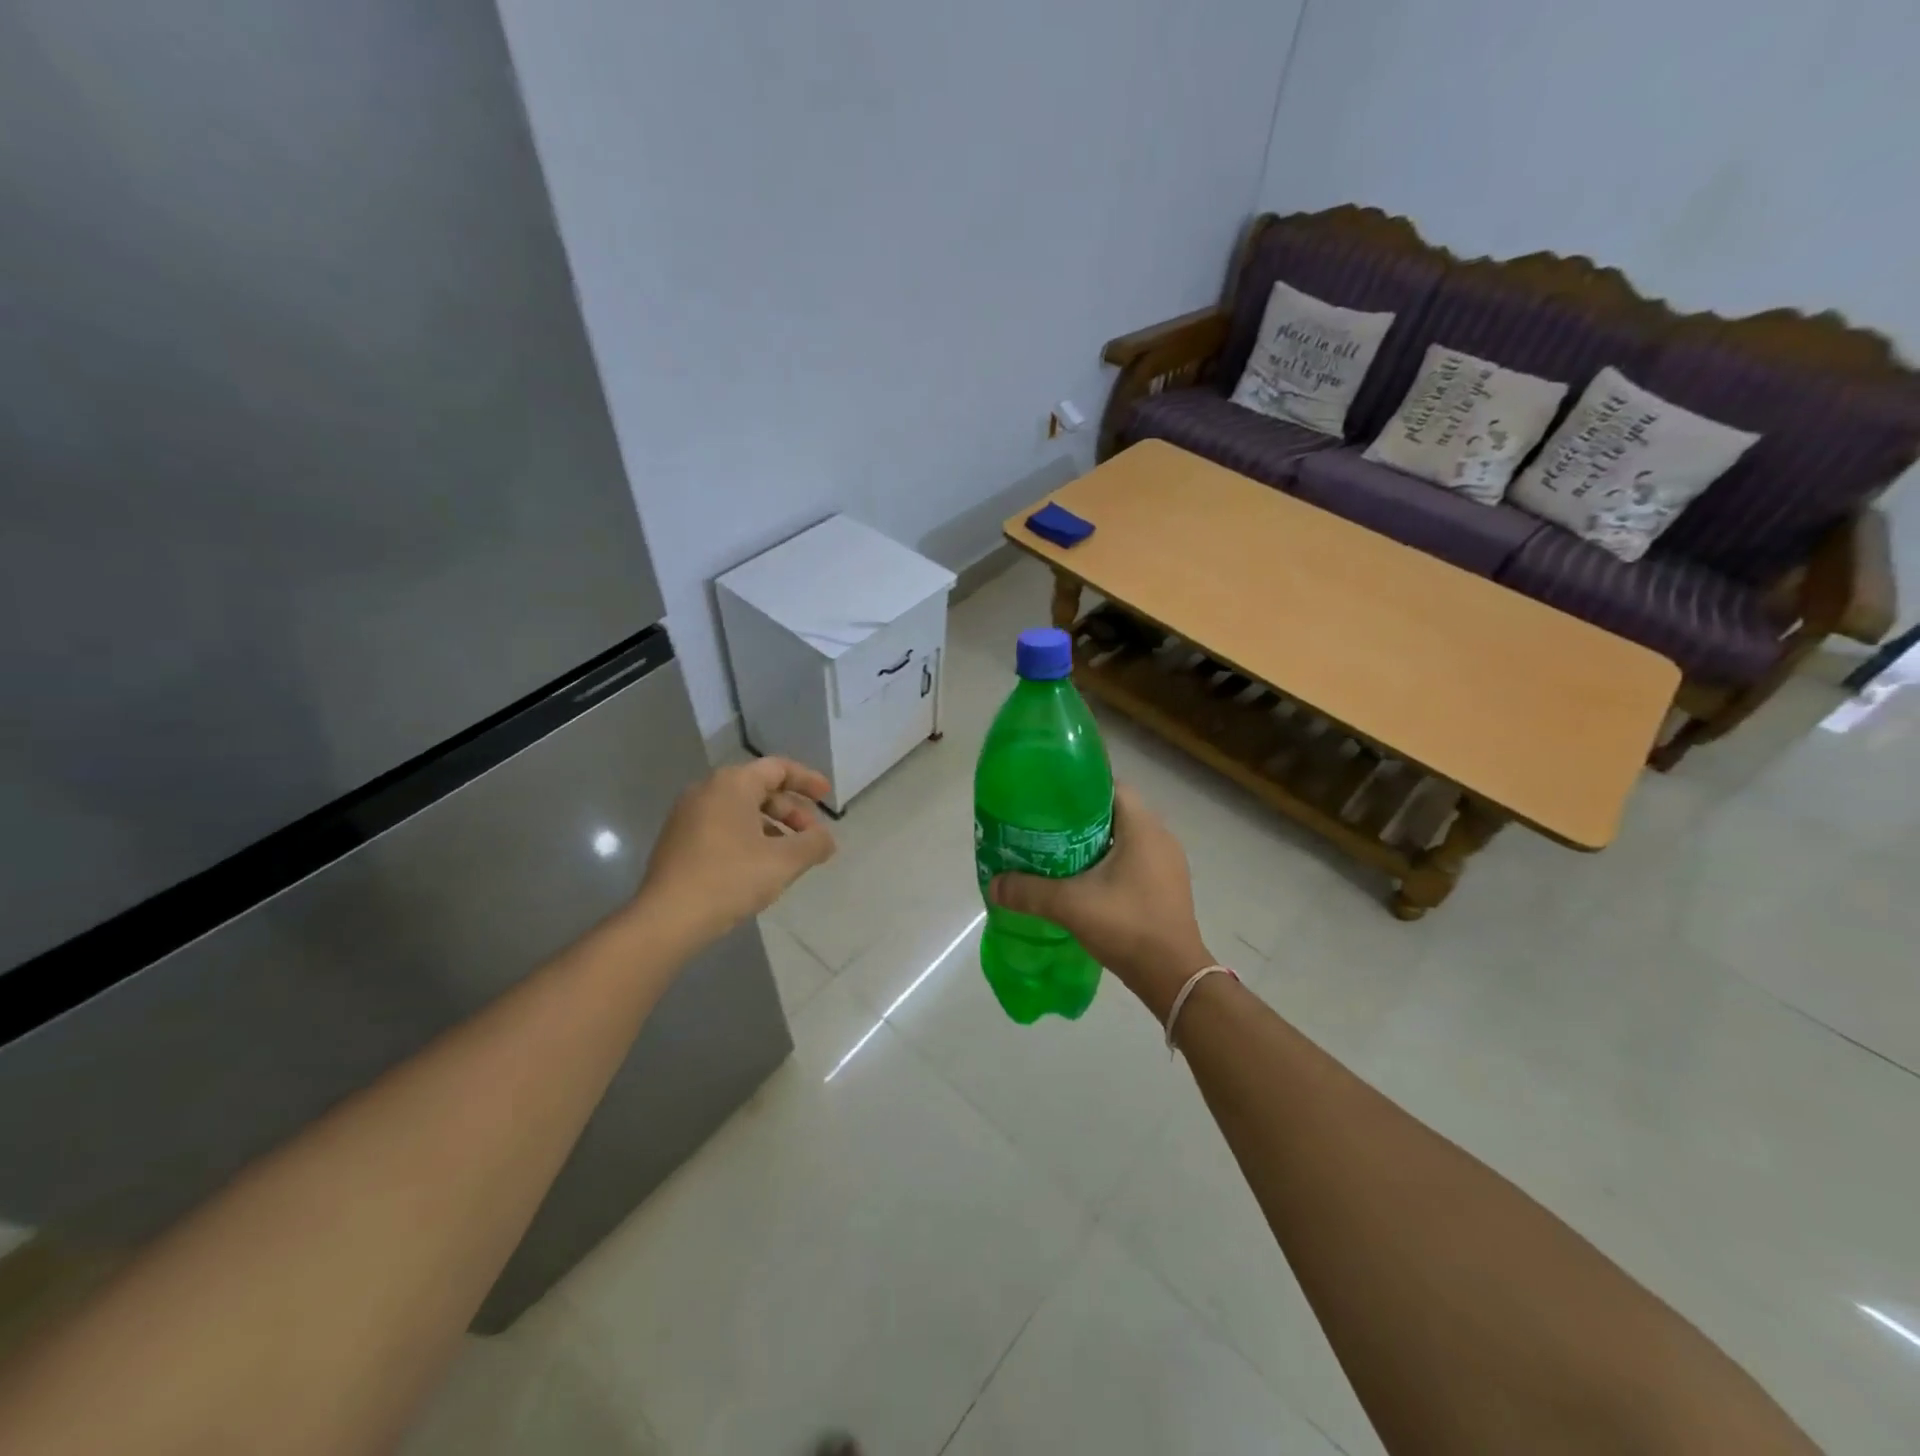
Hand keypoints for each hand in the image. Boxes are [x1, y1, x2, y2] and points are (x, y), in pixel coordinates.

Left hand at [638, 758, 835, 947]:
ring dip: (771, 826)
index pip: (778, 768)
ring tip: (789, 855)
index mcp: (732, 784)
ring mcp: (687, 815)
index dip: (807, 780)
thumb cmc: (731, 879)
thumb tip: (826, 839)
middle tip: (812, 835)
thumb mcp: (784, 861)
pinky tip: (759, 866)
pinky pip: (722, 826)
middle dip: (791, 810)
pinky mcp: (678, 840)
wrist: (667, 918)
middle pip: (759, 788)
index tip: (827, 797)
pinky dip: (748, 836)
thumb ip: (814, 844)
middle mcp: (707, 790)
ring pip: (740, 810)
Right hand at [989, 784, 1210, 1017]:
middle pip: (1115, 812)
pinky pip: (1133, 861)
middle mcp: (1160, 838)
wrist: (1173, 977)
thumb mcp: (1071, 905)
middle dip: (1080, 819)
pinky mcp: (1166, 887)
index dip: (1079, 788)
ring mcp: (1167, 864)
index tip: (1050, 801)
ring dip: (1094, 843)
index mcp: (1143, 828)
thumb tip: (993, 885)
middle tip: (1045, 829)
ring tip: (1057, 854)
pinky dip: (1109, 864)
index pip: (1111, 787)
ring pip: (1124, 839)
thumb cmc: (1127, 926)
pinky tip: (1083, 882)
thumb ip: (1029, 891)